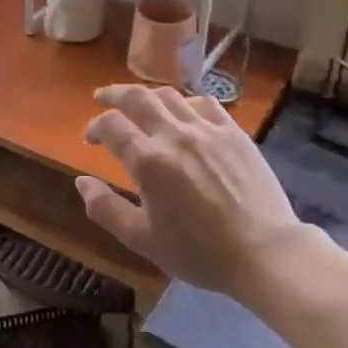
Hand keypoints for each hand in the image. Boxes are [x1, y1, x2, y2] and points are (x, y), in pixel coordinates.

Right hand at [75, 85, 317, 302]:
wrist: (266, 254)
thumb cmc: (200, 252)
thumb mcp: (143, 240)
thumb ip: (105, 208)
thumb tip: (81, 182)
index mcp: (149, 161)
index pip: (111, 125)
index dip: (94, 127)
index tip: (90, 138)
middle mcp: (175, 135)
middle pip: (137, 97)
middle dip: (113, 94)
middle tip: (102, 98)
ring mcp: (208, 130)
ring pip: (169, 95)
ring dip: (147, 96)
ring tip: (140, 104)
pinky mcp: (234, 133)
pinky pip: (204, 103)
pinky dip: (185, 102)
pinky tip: (183, 113)